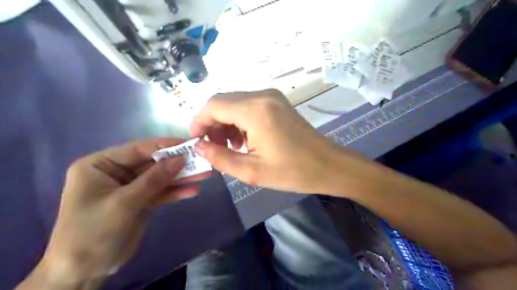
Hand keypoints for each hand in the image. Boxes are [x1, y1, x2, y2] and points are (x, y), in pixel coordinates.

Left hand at [38, 138, 210, 284]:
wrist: (85, 271)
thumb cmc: (93, 232)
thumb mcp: (125, 203)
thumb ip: (154, 179)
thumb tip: (180, 158)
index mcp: (100, 165)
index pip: (137, 149)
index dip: (164, 146)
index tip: (188, 144)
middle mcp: (116, 173)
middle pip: (152, 164)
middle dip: (177, 164)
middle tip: (201, 160)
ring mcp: (130, 188)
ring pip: (160, 178)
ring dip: (181, 177)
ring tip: (205, 174)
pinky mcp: (141, 202)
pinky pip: (161, 193)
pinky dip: (176, 192)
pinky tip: (193, 190)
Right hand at [189, 90, 359, 193]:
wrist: (329, 165)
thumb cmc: (293, 171)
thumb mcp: (252, 171)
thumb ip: (220, 158)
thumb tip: (199, 148)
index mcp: (254, 110)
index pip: (213, 105)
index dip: (199, 123)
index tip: (196, 143)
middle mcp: (262, 96)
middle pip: (223, 102)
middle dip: (212, 124)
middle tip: (213, 149)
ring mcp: (271, 97)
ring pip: (235, 104)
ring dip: (226, 123)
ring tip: (229, 148)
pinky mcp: (277, 103)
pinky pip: (249, 107)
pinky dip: (239, 121)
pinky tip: (244, 140)